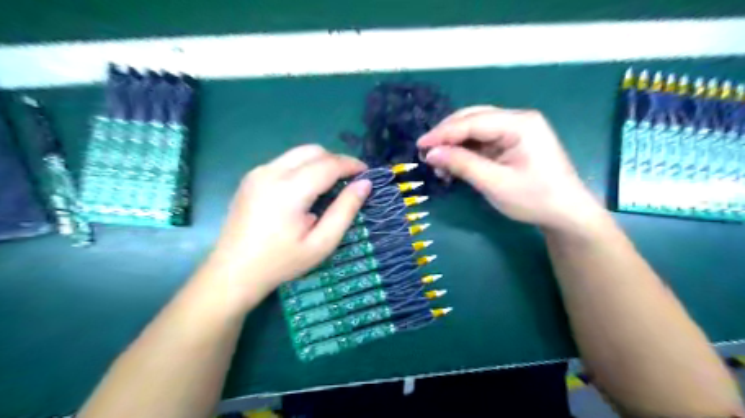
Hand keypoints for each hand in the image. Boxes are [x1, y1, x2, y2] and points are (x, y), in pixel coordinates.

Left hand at [203, 146, 370, 304]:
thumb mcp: (321, 243)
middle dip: (336, 160)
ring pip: (297, 153)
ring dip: (319, 162)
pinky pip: (284, 162)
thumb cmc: (281, 262)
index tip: (367, 173)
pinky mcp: (250, 178)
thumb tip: (364, 184)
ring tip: (330, 184)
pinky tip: (305, 190)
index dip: (351, 165)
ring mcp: (257, 172)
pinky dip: (302, 167)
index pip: (328, 164)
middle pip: (312, 150)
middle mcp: (271, 172)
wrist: (233, 272)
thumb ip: (345, 210)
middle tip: (350, 180)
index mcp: (289, 190)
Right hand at [419, 105, 604, 233]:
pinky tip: (454, 165)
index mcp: (519, 123)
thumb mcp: (495, 183)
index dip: (443, 133)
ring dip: (454, 145)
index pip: (472, 121)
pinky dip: (465, 152)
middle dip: (447, 136)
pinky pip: (482, 142)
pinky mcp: (511, 143)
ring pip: (475, 130)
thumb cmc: (534, 199)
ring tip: (438, 164)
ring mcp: (515, 131)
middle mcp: (517, 120)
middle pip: (473, 119)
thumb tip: (431, 153)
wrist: (566, 214)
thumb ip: (462, 164)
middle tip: (426, 154)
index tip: (420, 146)